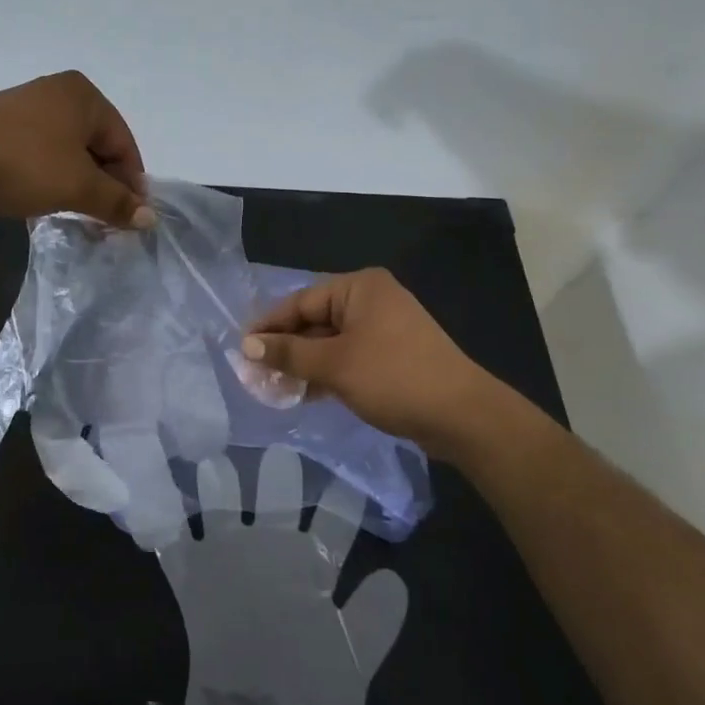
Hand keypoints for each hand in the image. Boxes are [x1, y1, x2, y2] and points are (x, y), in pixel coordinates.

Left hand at [0, 71, 151, 227]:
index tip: (132, 217)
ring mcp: (24, 105)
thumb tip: (150, 218)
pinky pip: (40, 150)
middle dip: (104, 182)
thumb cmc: (25, 165)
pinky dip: (50, 175)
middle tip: (106, 218)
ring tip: (76, 211)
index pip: (124, 142)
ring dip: (77, 182)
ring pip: (67, 149)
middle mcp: (57, 91)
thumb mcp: (78, 187)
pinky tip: (43, 197)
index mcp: (84, 95)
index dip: (132, 182)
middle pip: (96, 143)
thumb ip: (116, 202)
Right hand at [240, 268, 506, 455]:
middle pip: (314, 321)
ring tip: (274, 388)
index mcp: (359, 288)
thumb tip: (246, 346)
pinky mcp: (392, 355)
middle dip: (286, 348)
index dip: (269, 326)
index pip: (300, 302)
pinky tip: (305, 393)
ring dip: (304, 364)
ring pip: (330, 342)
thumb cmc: (393, 378)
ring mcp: (384, 328)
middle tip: (255, 374)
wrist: (462, 416)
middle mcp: (371, 300)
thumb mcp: (334, 365)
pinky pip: (348, 357)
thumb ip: (288, 353)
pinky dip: (326, 373)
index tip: (242, 349)